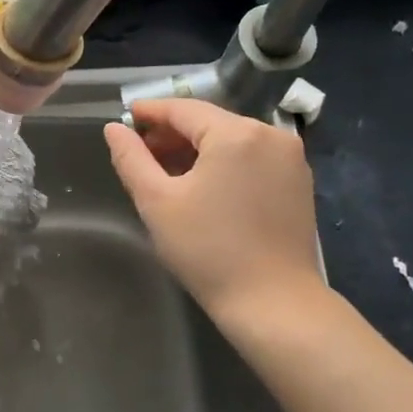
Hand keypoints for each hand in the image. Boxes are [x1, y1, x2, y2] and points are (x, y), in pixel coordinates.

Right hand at [104, 99, 324, 318]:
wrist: (273, 302)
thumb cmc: (208, 250)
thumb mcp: (157, 202)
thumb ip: (131, 159)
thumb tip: (114, 129)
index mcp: (236, 133)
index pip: (184, 109)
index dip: (151, 112)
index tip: (126, 118)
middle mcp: (270, 135)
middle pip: (210, 122)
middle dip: (173, 134)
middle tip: (141, 153)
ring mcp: (290, 158)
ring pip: (232, 140)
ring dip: (198, 150)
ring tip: (167, 172)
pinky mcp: (298, 182)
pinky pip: (252, 159)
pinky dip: (224, 164)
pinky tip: (204, 187)